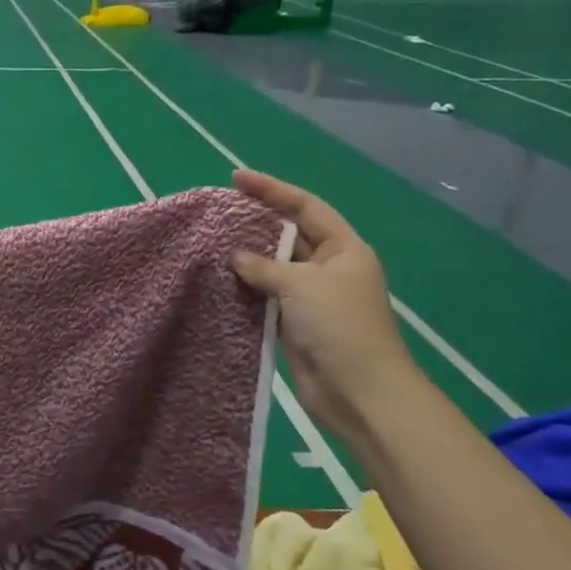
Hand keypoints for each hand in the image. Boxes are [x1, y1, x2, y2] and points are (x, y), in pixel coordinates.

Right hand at [229, 170, 423, 445]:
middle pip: (289, 233)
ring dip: (248, 255)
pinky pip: (267, 294)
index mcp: (344, 249)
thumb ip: (264, 265)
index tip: (236, 178)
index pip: (305, 207)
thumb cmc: (338, 326)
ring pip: (275, 265)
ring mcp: (312, 296)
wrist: (358, 392)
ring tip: (211, 239)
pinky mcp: (296, 322)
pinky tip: (220, 277)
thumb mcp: (301, 285)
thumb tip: (235, 256)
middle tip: (218, 209)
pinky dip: (246, 285)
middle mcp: (330, 267)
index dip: (272, 189)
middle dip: (257, 220)